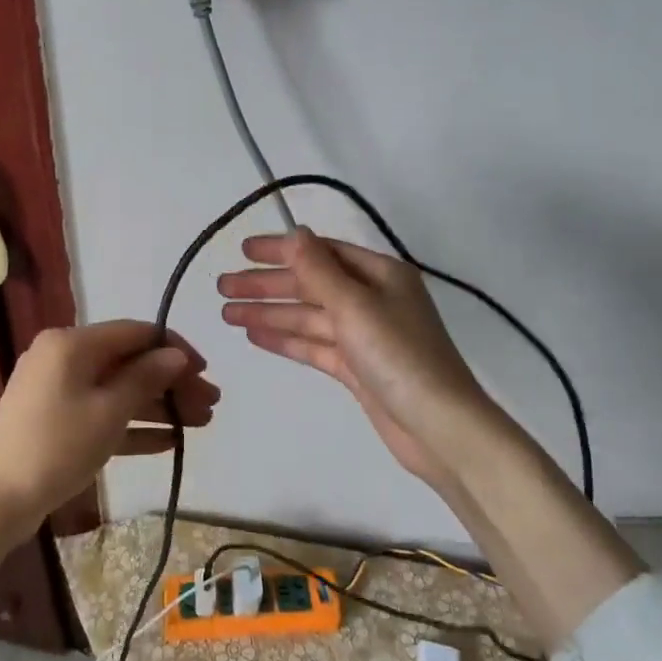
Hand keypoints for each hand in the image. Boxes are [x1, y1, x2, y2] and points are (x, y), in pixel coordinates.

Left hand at [0, 320, 218, 532]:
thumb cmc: (55, 447)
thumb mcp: (109, 412)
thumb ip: (146, 378)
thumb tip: (177, 354)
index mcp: (73, 343)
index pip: (135, 332)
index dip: (174, 348)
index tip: (205, 371)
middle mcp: (64, 357)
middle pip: (129, 362)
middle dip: (171, 382)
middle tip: (210, 404)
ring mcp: (58, 390)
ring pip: (119, 389)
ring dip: (158, 405)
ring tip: (200, 424)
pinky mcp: (55, 420)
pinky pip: (101, 413)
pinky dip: (132, 424)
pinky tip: (168, 441)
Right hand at [219, 229, 488, 487]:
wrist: (438, 428)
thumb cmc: (399, 356)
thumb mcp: (355, 305)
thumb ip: (319, 270)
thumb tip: (295, 232)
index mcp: (380, 274)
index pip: (322, 252)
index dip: (281, 250)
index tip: (243, 251)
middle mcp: (372, 299)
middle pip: (310, 285)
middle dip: (267, 285)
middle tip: (222, 286)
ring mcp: (364, 336)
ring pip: (308, 317)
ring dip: (269, 313)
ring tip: (226, 313)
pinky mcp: (356, 368)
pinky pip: (314, 345)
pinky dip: (285, 339)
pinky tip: (254, 335)